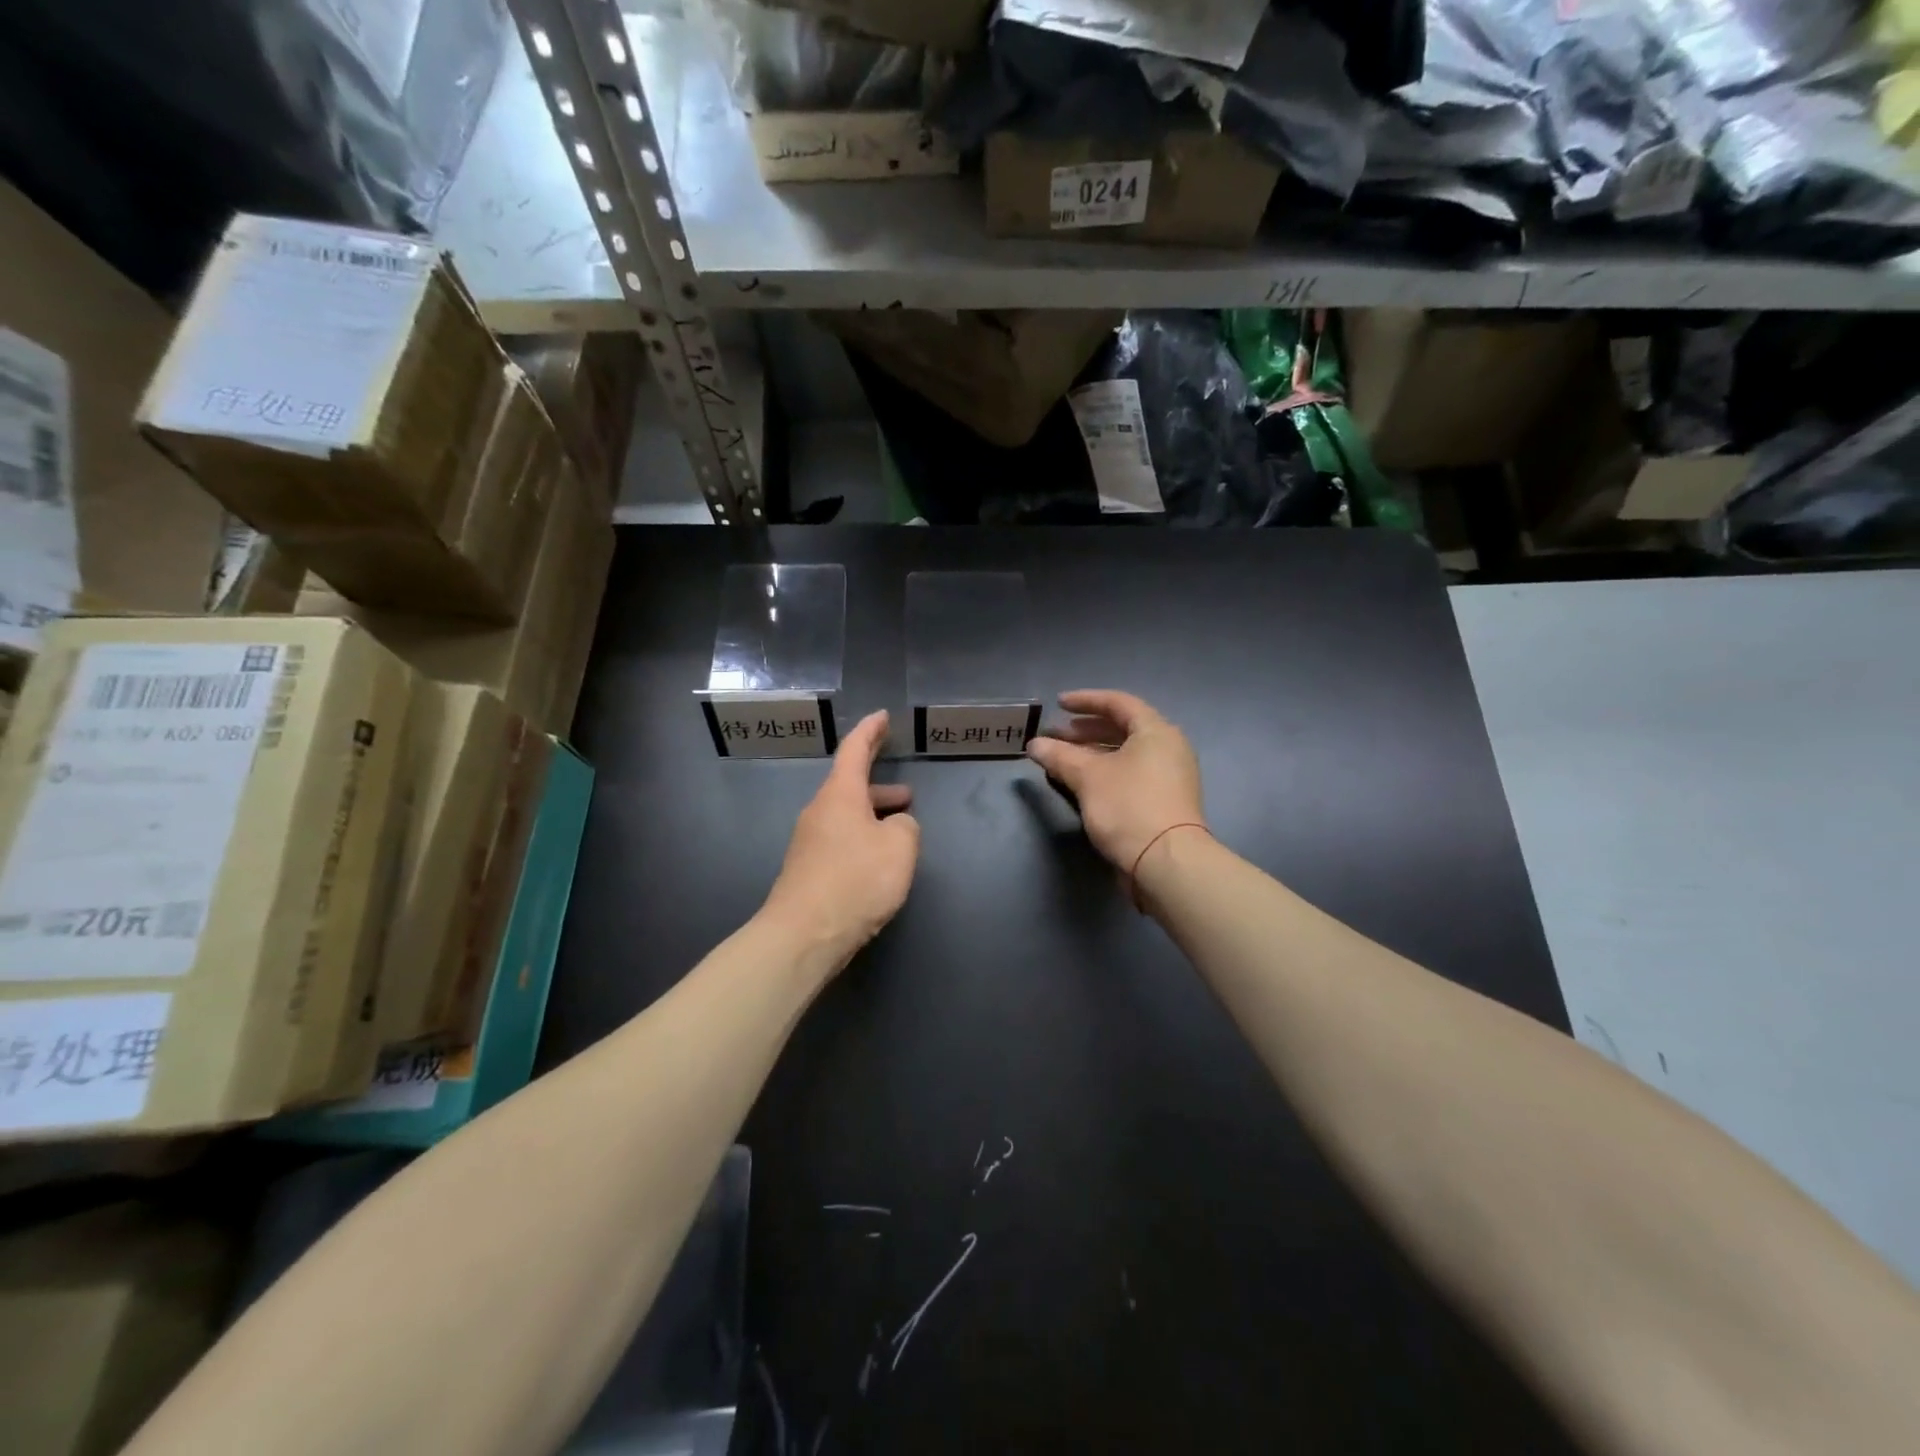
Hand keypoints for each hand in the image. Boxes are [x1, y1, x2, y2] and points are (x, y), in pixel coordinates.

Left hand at [762, 710, 919, 970]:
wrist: (803, 935)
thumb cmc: (856, 880)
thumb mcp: (899, 847)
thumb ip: (906, 827)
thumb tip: (896, 826)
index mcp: (840, 795)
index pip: (854, 750)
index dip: (870, 732)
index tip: (882, 717)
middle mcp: (819, 812)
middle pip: (849, 785)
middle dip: (878, 785)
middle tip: (907, 791)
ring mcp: (809, 842)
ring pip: (846, 816)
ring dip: (873, 816)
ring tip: (900, 829)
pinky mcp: (807, 870)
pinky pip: (840, 841)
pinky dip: (862, 839)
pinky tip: (878, 861)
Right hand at [1027, 691, 1205, 874]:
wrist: (1166, 862)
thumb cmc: (1128, 807)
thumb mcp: (1088, 777)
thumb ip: (1060, 756)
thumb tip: (1034, 744)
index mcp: (1156, 731)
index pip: (1118, 703)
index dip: (1086, 700)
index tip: (1058, 704)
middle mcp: (1168, 748)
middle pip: (1123, 728)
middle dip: (1085, 730)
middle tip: (1056, 735)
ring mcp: (1169, 777)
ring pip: (1125, 754)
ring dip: (1092, 753)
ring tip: (1062, 759)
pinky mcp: (1164, 802)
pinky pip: (1130, 774)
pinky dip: (1105, 771)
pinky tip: (1082, 783)